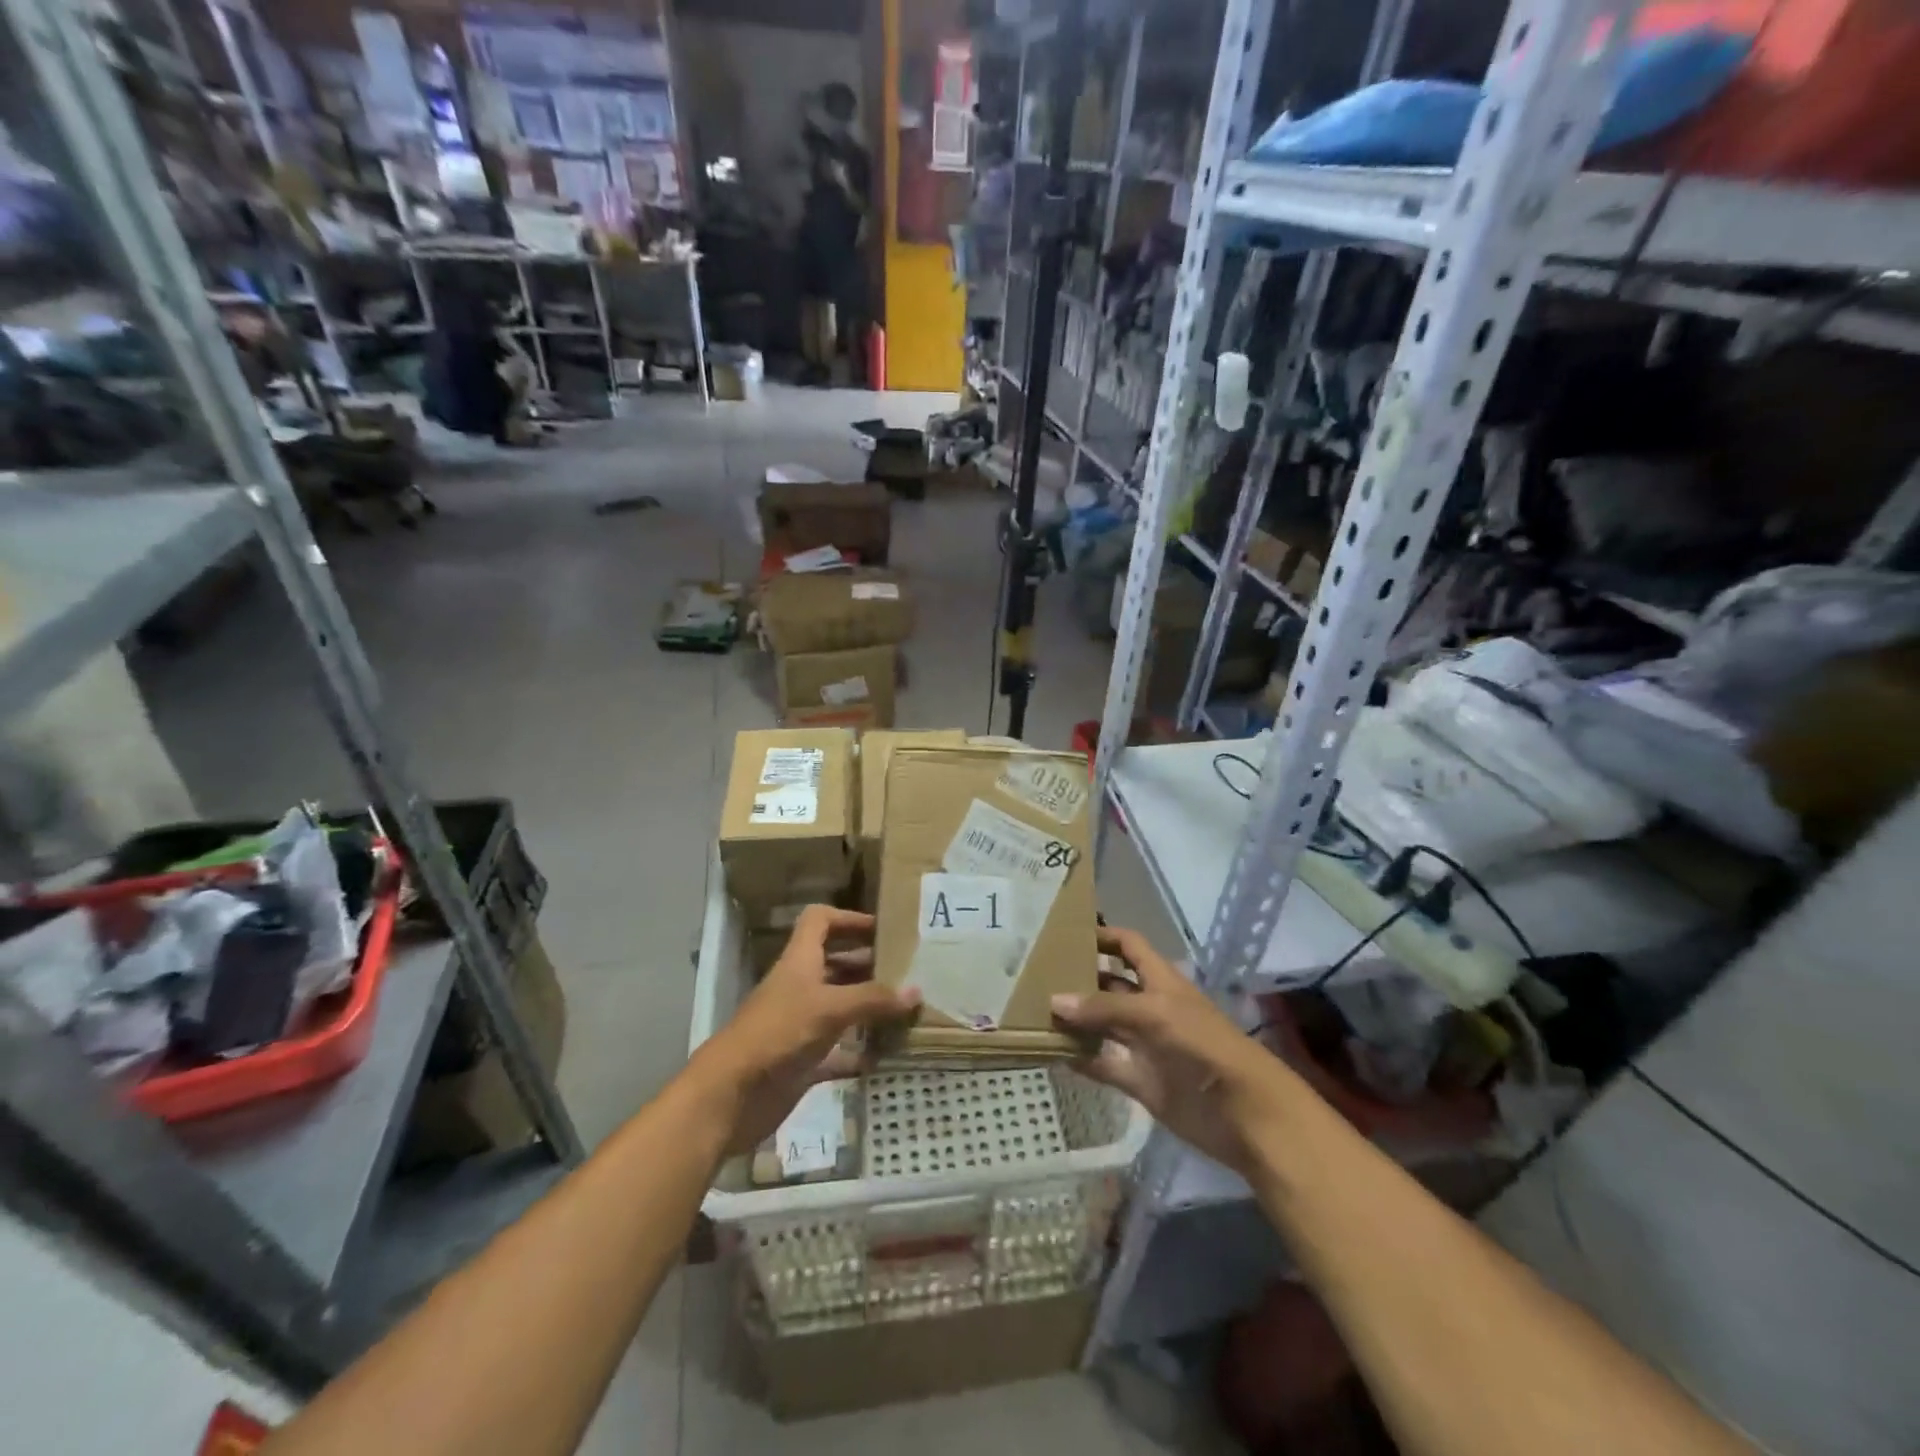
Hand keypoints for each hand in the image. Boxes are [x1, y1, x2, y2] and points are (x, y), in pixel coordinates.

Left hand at [699, 906, 918, 1155]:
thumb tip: (916, 991)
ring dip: (868, 1008)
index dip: (848, 918)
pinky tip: (886, 1056)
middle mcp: (800, 987)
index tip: (882, 930)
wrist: (730, 1095)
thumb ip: (873, 999)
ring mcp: (800, 1025)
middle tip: (908, 971)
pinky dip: (859, 1052)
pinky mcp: (801, 1061)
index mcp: (800, 961)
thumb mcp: (829, 1008)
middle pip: (835, 963)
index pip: (820, 921)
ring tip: (906, 1009)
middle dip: (868, 964)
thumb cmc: (778, 1033)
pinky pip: (837, 1052)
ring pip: (840, 1007)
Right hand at [1051, 927, 1296, 1177]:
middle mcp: (1150, 1008)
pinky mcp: (1142, 1081)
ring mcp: (1145, 1045)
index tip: (1066, 933)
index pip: (1129, 946)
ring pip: (1103, 1026)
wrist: (1244, 1113)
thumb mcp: (1155, 1014)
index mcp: (1161, 981)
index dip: (1104, 936)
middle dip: (1081, 978)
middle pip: (1111, 986)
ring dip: (1076, 1020)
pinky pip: (1105, 1065)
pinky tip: (1052, 1052)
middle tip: (1036, 974)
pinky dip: (1082, 1059)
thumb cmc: (1204, 1046)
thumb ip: (1105, 1007)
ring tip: (1034, 1011)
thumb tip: (1055, 1001)